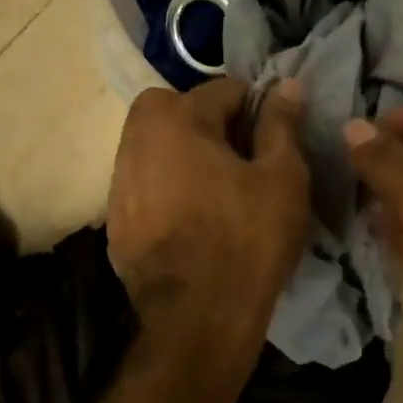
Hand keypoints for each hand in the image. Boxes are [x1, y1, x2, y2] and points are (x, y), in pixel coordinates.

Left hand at [107, 78, 310, 366]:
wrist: (198, 318)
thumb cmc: (248, 239)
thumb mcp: (282, 177)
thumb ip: (281, 125)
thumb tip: (286, 84)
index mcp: (176, 119)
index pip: (225, 89)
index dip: (257, 111)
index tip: (274, 143)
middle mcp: (135, 141)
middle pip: (178, 110)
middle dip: (210, 123)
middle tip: (242, 162)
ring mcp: (118, 185)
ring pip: (156, 148)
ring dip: (185, 156)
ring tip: (219, 194)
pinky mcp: (115, 223)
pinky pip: (146, 187)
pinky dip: (167, 190)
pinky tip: (193, 223)